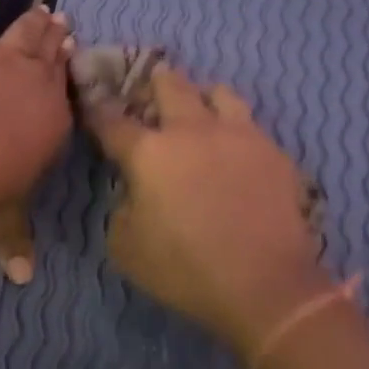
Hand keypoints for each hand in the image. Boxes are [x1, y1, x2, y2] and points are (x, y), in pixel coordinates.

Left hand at [0, 0, 74, 282]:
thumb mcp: (9, 213)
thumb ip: (17, 241)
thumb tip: (25, 281)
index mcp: (53, 118)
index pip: (65, 93)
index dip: (69, 76)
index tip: (74, 61)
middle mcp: (38, 82)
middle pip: (51, 56)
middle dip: (58, 40)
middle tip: (65, 23)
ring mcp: (6, 57)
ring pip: (26, 33)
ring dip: (35, 21)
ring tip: (44, 9)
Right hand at [84, 65, 331, 355]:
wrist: (265, 285)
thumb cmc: (184, 269)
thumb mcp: (125, 248)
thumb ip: (122, 208)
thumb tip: (135, 191)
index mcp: (149, 152)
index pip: (113, 122)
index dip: (98, 112)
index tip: (93, 106)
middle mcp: (192, 131)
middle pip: (169, 85)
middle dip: (153, 84)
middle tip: (150, 97)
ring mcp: (238, 135)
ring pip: (218, 93)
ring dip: (202, 98)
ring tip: (200, 116)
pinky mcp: (274, 152)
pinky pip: (251, 126)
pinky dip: (236, 132)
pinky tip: (236, 154)